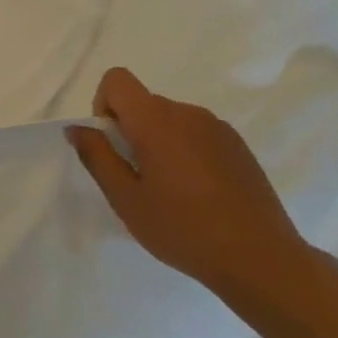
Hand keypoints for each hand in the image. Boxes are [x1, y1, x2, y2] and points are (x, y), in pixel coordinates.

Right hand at [68, 68, 311, 293]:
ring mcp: (218, 127)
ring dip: (158, 143)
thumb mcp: (125, 198)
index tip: (113, 146)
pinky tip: (198, 193)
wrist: (259, 258)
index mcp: (156, 120)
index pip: (117, 80)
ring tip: (169, 191)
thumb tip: (77, 128)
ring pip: (170, 120)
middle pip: (143, 103)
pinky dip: (184, 151)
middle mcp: (188, 113)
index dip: (103, 105)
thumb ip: (97, 156)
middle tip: (137, 180)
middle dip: (130, 131)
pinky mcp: (238, 145)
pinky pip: (196, 134)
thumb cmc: (182, 228)